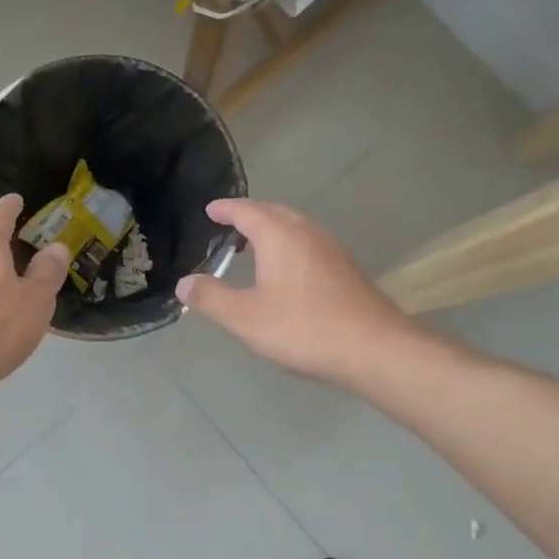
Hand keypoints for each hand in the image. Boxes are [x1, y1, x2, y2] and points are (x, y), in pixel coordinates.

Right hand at [176, 199, 415, 386]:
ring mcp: (331, 249)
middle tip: (229, 227)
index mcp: (279, 235)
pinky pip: (309, 244)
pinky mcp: (346, 269)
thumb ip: (211, 298)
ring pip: (295, 228)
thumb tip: (184, 283)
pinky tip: (286, 273)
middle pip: (274, 213)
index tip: (210, 210)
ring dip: (272, 231)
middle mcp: (306, 232)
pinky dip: (289, 246)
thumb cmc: (303, 328)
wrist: (374, 348)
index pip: (246, 211)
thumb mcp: (245, 317)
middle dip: (250, 216)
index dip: (226, 209)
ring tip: (253, 249)